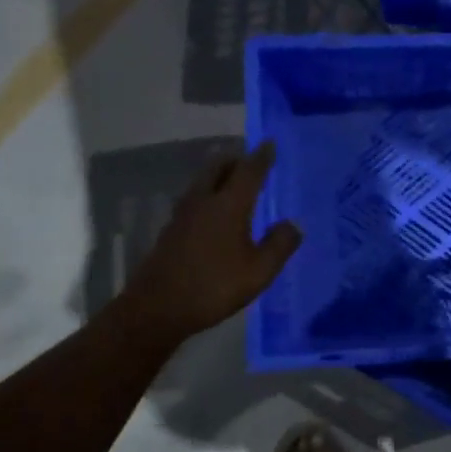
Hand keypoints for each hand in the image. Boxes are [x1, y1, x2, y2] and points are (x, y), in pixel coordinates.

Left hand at [126, 141, 301, 343]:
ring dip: (219, 175)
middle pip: (218, 168)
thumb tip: (293, 225)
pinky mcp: (171, 230)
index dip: (262, 157)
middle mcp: (204, 201)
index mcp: (229, 205)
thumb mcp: (259, 272)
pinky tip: (215, 212)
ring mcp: (183, 215)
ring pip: (203, 182)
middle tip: (250, 160)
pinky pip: (195, 199)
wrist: (157, 308)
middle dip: (236, 160)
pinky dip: (209, 194)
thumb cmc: (214, 286)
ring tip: (234, 181)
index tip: (270, 143)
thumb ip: (279, 245)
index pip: (249, 171)